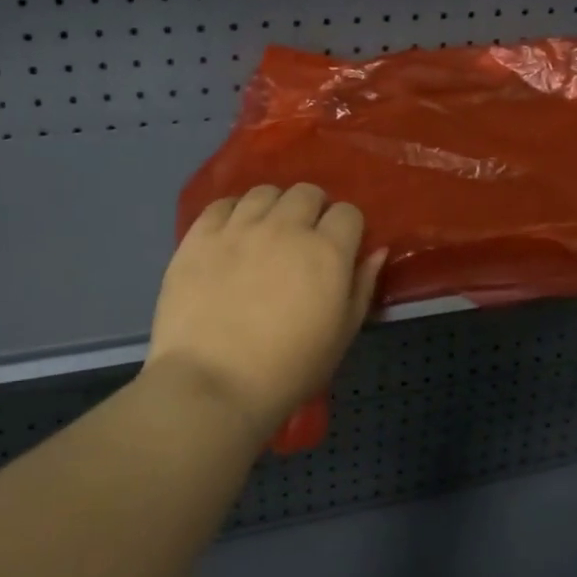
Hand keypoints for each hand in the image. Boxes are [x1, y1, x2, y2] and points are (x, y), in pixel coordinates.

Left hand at [146, 184, 385, 443]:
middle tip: (303, 240)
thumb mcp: (342, 335)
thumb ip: (362, 287)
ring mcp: (239, 228)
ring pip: (264, 192)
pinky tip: (231, 235)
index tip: (340, 248)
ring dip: (273, 207)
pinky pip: (222, 204)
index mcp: (327, 251)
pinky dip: (233, 213)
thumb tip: (377, 251)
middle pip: (307, 193)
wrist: (213, 384)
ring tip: (266, 234)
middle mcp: (285, 227)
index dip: (347, 228)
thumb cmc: (289, 369)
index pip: (348, 212)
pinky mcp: (200, 236)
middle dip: (312, 210)